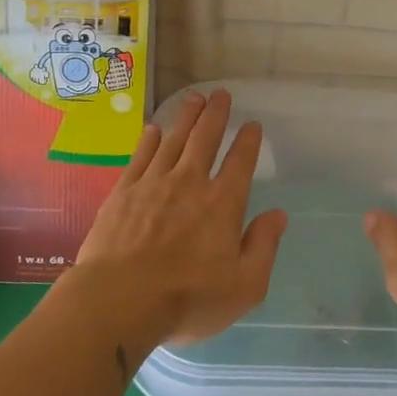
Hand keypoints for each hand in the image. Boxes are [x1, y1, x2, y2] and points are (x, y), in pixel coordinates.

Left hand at [72, 89, 286, 345]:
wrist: (118, 301)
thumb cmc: (187, 298)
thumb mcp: (244, 286)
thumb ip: (263, 246)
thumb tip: (278, 215)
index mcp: (223, 204)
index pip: (240, 163)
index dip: (248, 141)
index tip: (252, 124)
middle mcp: (190, 183)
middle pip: (205, 139)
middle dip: (216, 114)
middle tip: (220, 94)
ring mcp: (153, 184)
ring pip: (173, 140)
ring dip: (185, 118)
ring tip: (193, 99)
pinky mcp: (123, 193)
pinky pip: (140, 157)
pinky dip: (149, 140)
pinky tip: (153, 130)